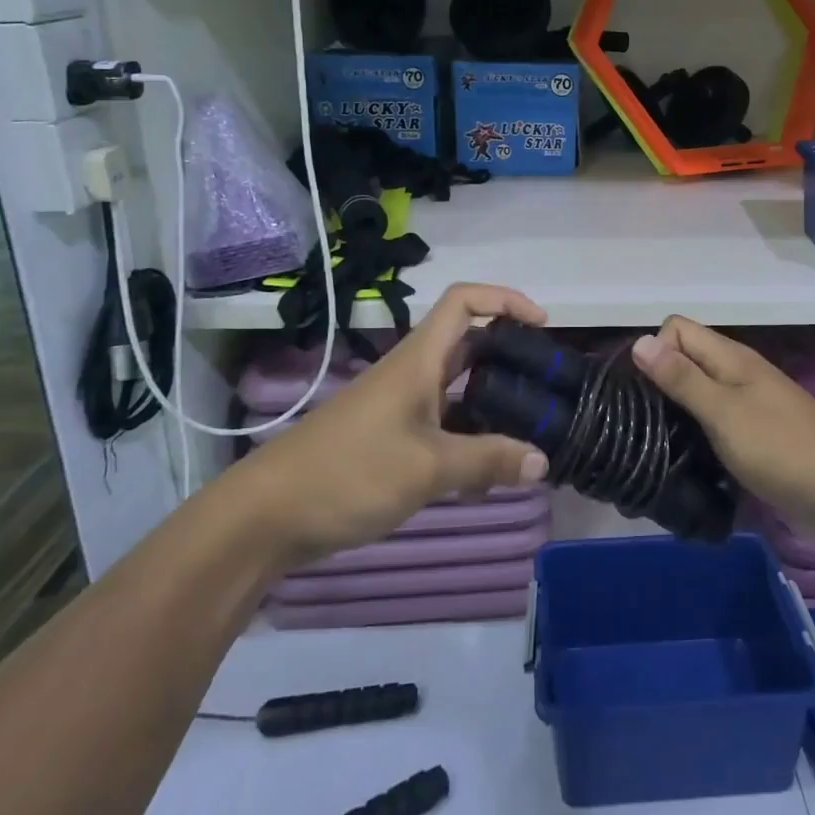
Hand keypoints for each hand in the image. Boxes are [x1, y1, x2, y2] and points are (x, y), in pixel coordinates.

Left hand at [232, 284, 550, 569]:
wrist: (267, 516)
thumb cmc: (348, 474)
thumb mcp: (427, 468)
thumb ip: (487, 461)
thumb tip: (543, 460)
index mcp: (418, 361)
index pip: (464, 302)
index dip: (505, 299)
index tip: (542, 325)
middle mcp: (411, 374)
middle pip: (468, 344)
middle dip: (509, 355)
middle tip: (547, 384)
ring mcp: (399, 407)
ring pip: (458, 389)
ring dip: (493, 403)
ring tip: (531, 431)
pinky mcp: (390, 439)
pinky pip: (443, 425)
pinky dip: (470, 438)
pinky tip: (489, 473)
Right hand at [630, 317, 814, 541]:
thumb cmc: (782, 448)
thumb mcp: (724, 412)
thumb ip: (682, 378)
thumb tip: (639, 340)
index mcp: (731, 358)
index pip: (676, 329)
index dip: (655, 350)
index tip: (643, 390)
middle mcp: (737, 375)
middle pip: (685, 361)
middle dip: (659, 383)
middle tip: (638, 423)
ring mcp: (748, 408)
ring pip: (698, 395)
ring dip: (676, 414)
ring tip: (653, 445)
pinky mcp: (755, 439)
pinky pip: (714, 426)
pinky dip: (697, 437)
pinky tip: (685, 461)